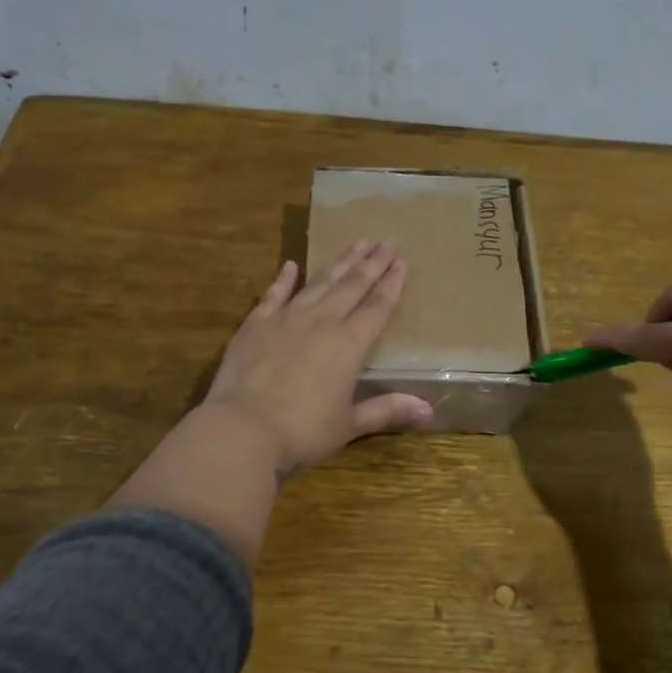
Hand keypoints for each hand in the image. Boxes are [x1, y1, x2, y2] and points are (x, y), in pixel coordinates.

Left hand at [202, 239, 433, 476]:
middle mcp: (321, 322)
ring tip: (356, 243)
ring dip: (339, 263)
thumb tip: (428, 410)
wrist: (242, 429)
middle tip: (386, 241)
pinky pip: (274, 294)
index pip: (377, 307)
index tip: (402, 261)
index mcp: (349, 345)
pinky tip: (291, 265)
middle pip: (352, 287)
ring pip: (319, 283)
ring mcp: (286, 319)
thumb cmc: (302, 431)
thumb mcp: (349, 425)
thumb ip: (387, 410)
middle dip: (371, 263)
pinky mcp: (255, 324)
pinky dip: (284, 279)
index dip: (391, 284)